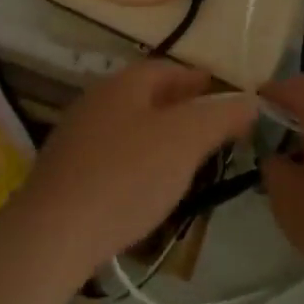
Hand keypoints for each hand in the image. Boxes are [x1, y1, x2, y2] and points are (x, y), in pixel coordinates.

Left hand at [18, 61, 256, 276]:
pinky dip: (135, 160)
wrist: (53, 234)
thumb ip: (221, 115)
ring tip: (184, 158)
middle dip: (180, 106)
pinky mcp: (65, 173)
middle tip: (209, 127)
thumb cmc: (126, 176)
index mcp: (123, 84)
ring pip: (128, 125)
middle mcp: (96, 101)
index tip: (223, 95)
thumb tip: (250, 99)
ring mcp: (75, 137)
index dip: (198, 80)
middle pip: (146, 95)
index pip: (167, 69)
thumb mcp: (186, 140)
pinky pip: (111, 155)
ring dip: (157, 134)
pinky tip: (145, 185)